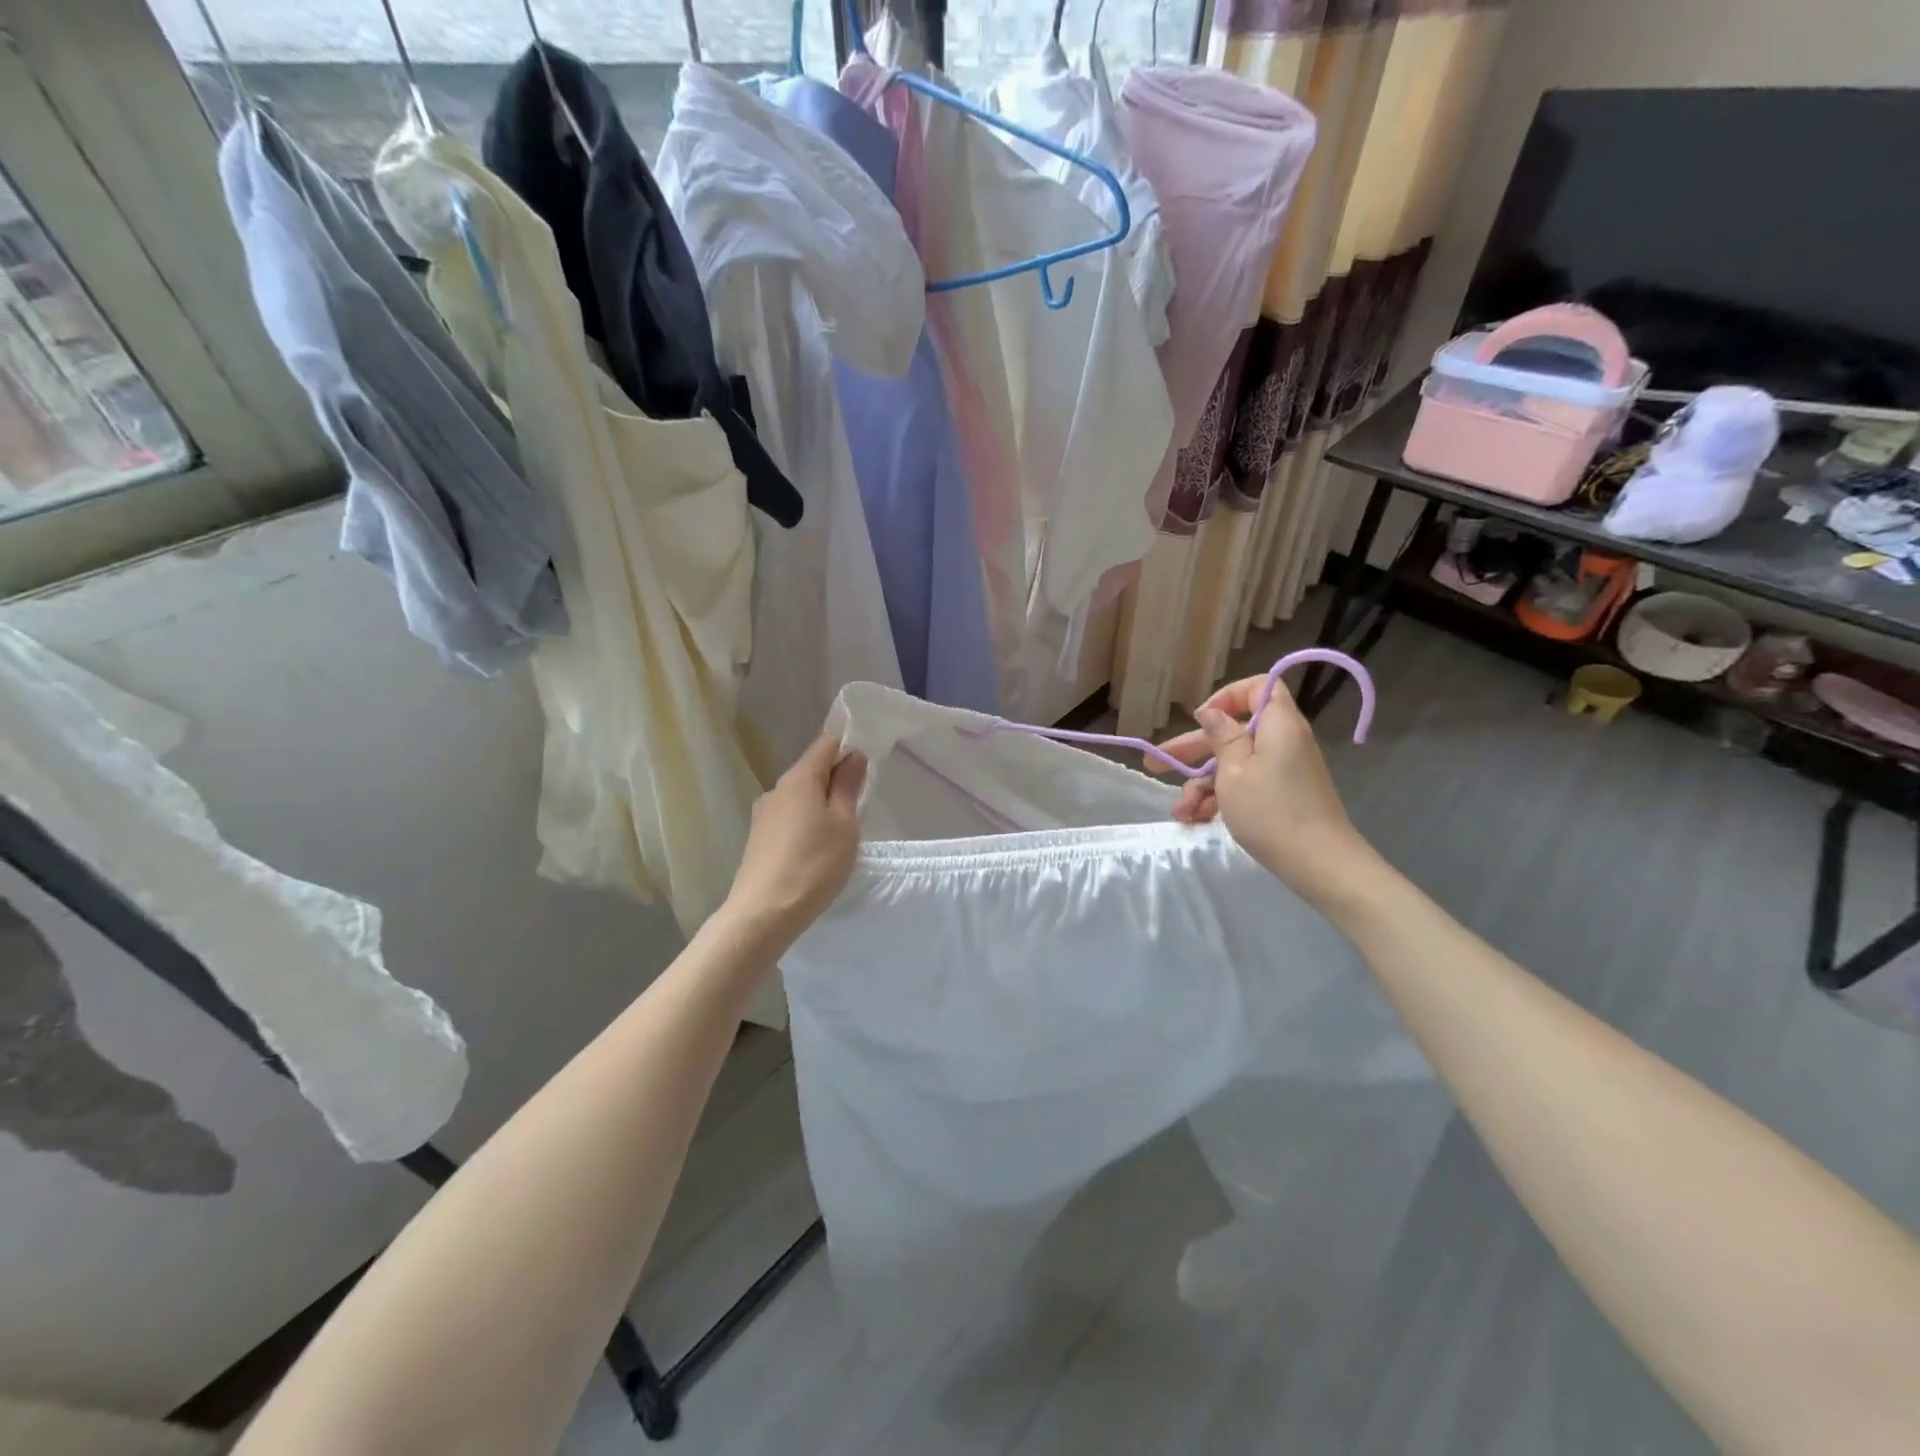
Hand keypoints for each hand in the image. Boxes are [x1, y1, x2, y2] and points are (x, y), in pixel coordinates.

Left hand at [722, 733, 867, 948]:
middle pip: (811, 770)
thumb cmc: (814, 864)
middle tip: (862, 797)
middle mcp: (776, 789)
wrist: (764, 913)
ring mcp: (764, 815)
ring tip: (844, 826)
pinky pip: (789, 817)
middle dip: (836, 776)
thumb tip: (854, 755)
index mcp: (799, 779)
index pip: (825, 744)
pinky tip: (819, 846)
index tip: (868, 757)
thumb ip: (848, 787)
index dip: (847, 744)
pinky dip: (807, 821)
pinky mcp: (759, 839)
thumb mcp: (844, 824)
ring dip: (821, 801)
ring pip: (800, 796)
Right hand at [1152, 676, 1375, 907]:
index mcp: (1278, 724)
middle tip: (1156, 763)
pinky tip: (1196, 819)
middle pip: (1233, 731)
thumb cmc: (1271, 811)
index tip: (1200, 719)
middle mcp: (1282, 741)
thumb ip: (1221, 736)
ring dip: (1202, 784)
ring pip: (1233, 763)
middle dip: (1193, 749)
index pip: (1257, 688)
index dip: (1226, 697)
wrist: (1319, 864)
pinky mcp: (1280, 795)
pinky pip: (1244, 785)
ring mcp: (1282, 771)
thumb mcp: (1234, 771)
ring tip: (1180, 811)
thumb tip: (1212, 712)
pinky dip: (1220, 798)